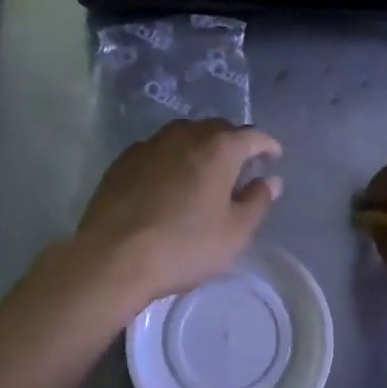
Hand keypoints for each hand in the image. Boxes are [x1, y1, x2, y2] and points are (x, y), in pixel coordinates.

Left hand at [71, 120, 283, 311]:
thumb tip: (270, 181)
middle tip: (240, 168)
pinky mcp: (123, 160)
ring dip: (200, 148)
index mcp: (219, 148)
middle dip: (233, 143)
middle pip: (217, 130)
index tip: (274, 158)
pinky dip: (171, 159)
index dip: (267, 146)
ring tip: (204, 172)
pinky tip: (168, 182)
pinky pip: (158, 151)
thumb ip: (257, 201)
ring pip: (184, 136)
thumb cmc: (184, 246)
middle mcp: (185, 135)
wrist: (112, 257)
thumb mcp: (235, 233)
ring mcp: (150, 144)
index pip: (252, 136)